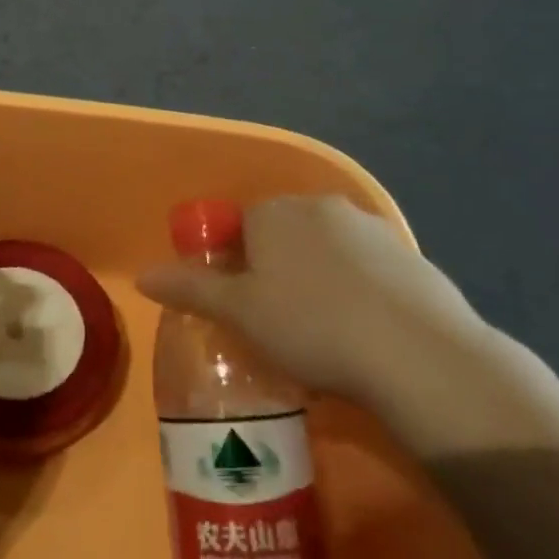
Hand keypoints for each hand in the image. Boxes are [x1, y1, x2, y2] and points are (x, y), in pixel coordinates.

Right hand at [138, 196, 522, 459]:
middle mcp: (319, 205)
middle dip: (276, 270)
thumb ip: (190, 288)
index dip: (235, 267)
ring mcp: (369, 226)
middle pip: (282, 234)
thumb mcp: (239, 313)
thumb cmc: (311, 326)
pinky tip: (365, 331)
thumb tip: (142, 275)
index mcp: (273, 212)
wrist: (416, 352)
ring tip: (325, 334)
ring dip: (318, 279)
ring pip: (326, 250)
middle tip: (279, 324)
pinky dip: (358, 289)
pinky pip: (367, 268)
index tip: (243, 309)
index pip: (239, 227)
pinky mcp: (409, 254)